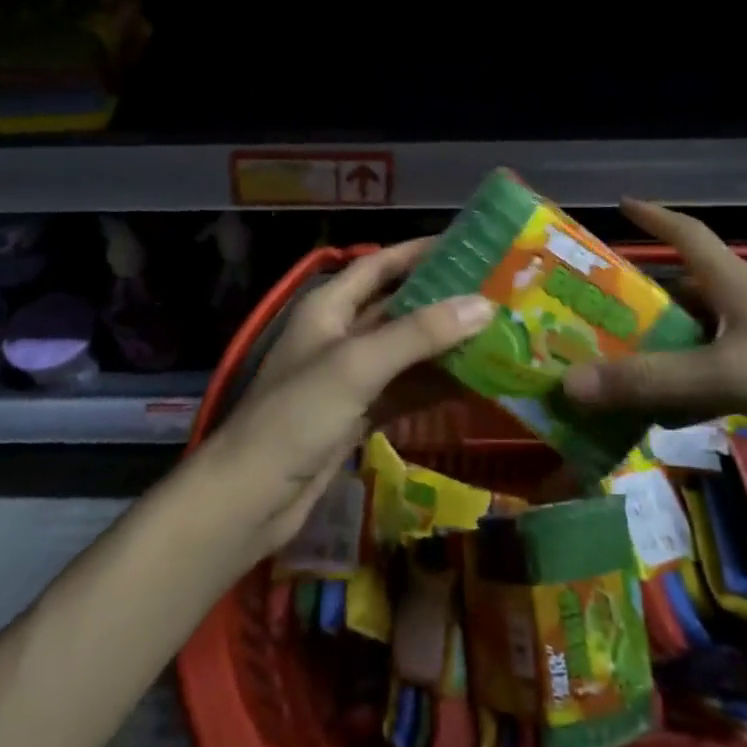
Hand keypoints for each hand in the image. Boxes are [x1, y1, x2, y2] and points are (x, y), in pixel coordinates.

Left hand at [197, 239, 493, 557]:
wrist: (250, 499)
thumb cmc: (297, 415)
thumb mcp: (358, 364)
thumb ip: (419, 334)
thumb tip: (483, 305)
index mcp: (328, 308)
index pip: (378, 265)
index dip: (418, 253)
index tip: (468, 247)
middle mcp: (338, 335)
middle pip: (397, 308)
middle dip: (441, 302)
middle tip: (495, 296)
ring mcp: (348, 379)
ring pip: (404, 353)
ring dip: (443, 347)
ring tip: (496, 337)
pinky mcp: (356, 416)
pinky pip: (403, 391)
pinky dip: (433, 387)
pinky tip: (472, 386)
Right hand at [562, 201, 746, 459]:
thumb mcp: (730, 373)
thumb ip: (654, 380)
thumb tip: (571, 382)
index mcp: (736, 285)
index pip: (688, 235)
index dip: (655, 217)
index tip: (621, 203)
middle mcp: (746, 310)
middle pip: (682, 294)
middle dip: (637, 300)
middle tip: (586, 313)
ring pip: (695, 344)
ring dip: (656, 353)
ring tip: (605, 366)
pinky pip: (714, 384)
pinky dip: (683, 394)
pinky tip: (657, 416)